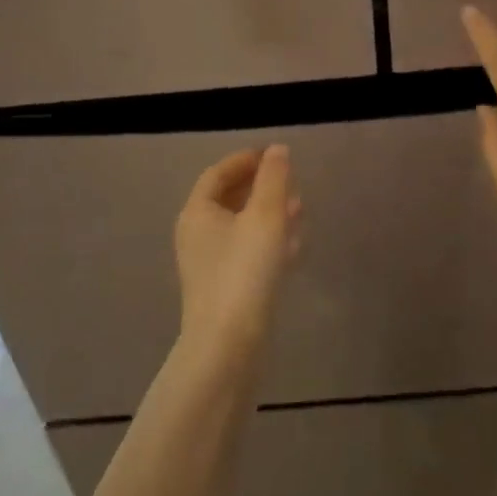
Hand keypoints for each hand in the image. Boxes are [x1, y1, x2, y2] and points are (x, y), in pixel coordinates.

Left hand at [174, 146, 302, 358]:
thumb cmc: (244, 271)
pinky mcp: (224, 289)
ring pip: (241, 227)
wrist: (229, 346)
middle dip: (260, 187)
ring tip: (299, 208)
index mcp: (198, 212)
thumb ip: (273, 179)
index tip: (274, 155)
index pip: (218, 173)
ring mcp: (209, 265)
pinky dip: (267, 241)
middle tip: (290, 181)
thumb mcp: (265, 216)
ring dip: (268, 213)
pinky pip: (246, 253)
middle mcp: (197, 235)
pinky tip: (293, 245)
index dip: (245, 160)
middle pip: (228, 198)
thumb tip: (276, 150)